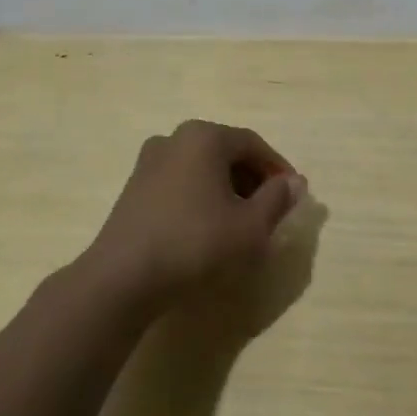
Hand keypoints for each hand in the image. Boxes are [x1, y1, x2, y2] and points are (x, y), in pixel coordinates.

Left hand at [90, 120, 304, 307]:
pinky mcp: (133, 188)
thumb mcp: (250, 226)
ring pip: (202, 169)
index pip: (253, 145)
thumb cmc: (195, 243)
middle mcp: (175, 138)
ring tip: (240, 223)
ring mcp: (149, 162)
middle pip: (226, 153)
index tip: (293, 195)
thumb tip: (295, 182)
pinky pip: (180, 183)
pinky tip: (206, 229)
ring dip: (226, 190)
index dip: (277, 169)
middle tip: (269, 210)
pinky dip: (200, 198)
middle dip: (252, 180)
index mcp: (205, 137)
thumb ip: (277, 199)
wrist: (122, 279)